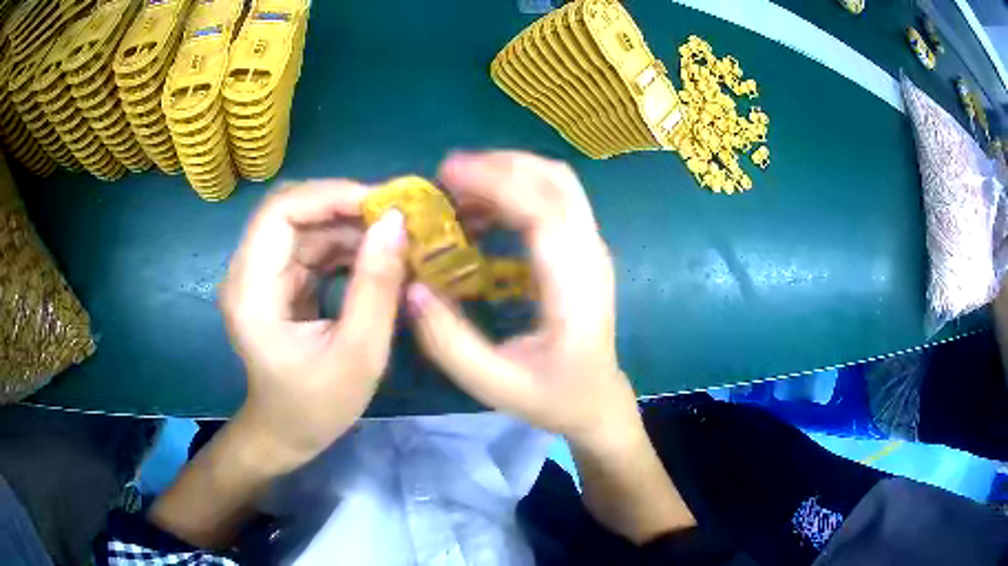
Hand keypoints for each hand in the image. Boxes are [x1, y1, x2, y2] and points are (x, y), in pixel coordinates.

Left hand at [220, 180, 406, 471]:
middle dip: (345, 205)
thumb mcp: (358, 355)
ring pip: (304, 223)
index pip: (280, 211)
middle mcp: (247, 271)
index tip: (384, 205)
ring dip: (349, 224)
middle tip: (397, 217)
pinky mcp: (277, 281)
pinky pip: (311, 244)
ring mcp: (261, 274)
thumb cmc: (317, 407)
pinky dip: (345, 243)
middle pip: (291, 209)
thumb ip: (376, 288)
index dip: (331, 195)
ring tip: (396, 236)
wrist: (286, 433)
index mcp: (252, 290)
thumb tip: (396, 222)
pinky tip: (377, 256)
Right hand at [407, 152, 694, 542]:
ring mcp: (591, 249)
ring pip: (558, 184)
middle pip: (556, 181)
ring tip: (460, 191)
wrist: (599, 402)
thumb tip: (412, 287)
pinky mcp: (583, 250)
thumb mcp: (495, 385)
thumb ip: (450, 342)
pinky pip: (554, 200)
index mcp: (575, 287)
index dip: (495, 183)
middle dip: (500, 165)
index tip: (447, 174)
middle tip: (447, 177)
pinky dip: (517, 190)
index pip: (542, 212)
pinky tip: (483, 211)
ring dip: (509, 173)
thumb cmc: (554, 397)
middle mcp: (591, 255)